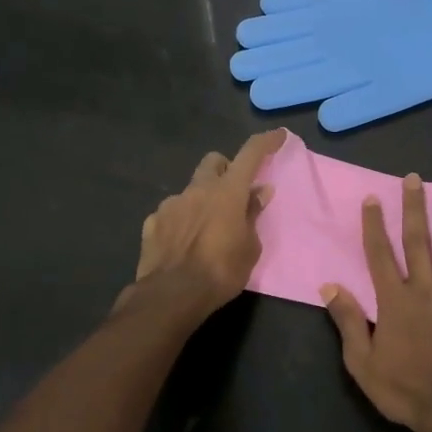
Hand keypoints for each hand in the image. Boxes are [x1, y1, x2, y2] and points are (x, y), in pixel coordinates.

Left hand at [126, 130, 286, 317]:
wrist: (172, 295)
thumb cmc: (221, 272)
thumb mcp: (250, 247)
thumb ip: (253, 215)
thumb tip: (259, 192)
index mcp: (227, 192)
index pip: (250, 154)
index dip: (266, 142)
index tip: (278, 136)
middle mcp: (198, 189)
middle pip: (213, 161)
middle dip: (225, 169)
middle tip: (233, 192)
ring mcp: (171, 204)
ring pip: (190, 189)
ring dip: (201, 200)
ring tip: (206, 229)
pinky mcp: (152, 222)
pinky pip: (171, 213)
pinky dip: (180, 221)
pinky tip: (182, 243)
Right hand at [321, 173, 431, 431]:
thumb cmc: (404, 390)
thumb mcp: (362, 363)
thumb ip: (349, 321)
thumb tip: (330, 287)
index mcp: (395, 301)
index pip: (381, 255)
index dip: (375, 225)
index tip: (373, 198)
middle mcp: (426, 291)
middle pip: (418, 242)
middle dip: (414, 209)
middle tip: (414, 179)